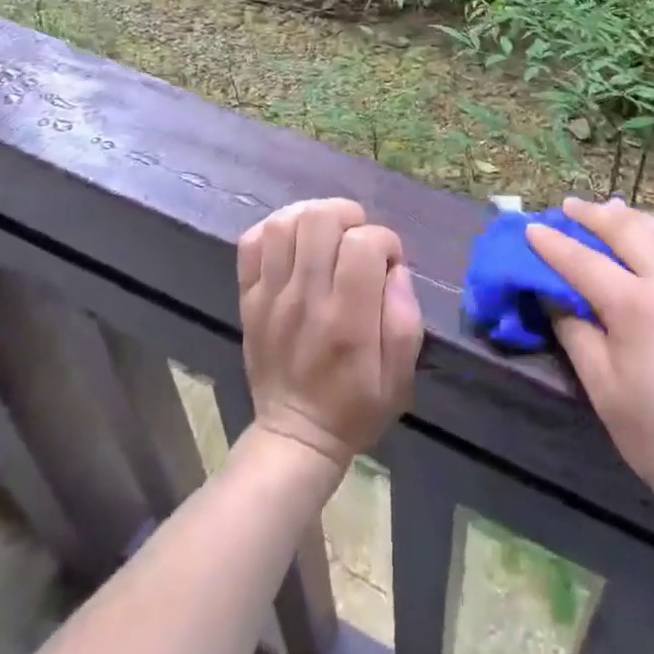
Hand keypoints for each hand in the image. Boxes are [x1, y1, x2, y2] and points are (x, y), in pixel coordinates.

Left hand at [237, 198, 424, 470]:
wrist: (295, 437)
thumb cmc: (356, 406)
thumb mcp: (400, 377)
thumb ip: (405, 318)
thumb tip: (396, 270)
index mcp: (348, 320)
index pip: (364, 244)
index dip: (384, 241)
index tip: (388, 262)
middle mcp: (306, 300)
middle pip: (320, 220)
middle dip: (348, 217)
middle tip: (357, 241)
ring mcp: (271, 297)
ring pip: (284, 223)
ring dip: (313, 217)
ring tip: (328, 236)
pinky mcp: (248, 298)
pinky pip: (251, 242)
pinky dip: (275, 229)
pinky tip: (296, 244)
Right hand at [527, 197, 653, 530]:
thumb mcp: (607, 394)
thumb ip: (577, 336)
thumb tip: (554, 296)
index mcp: (637, 305)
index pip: (583, 261)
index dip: (553, 244)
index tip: (531, 228)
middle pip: (627, 230)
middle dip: (593, 215)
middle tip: (569, 206)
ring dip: (632, 217)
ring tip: (613, 210)